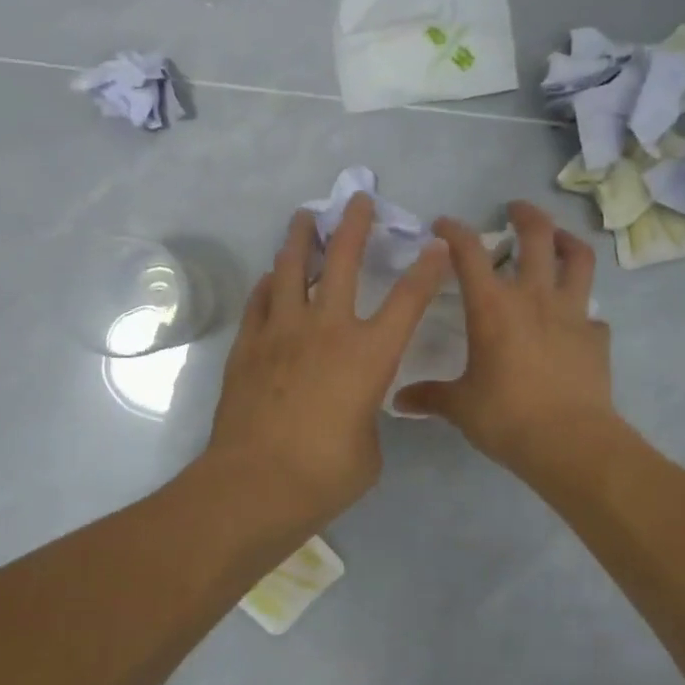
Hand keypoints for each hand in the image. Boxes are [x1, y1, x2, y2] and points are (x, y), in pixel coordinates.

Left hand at [207, 194, 448, 523]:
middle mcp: (327, 330)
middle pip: (343, 261)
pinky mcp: (248, 346)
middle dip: (355, 225)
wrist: (255, 484)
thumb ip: (366, 415)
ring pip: (291, 269)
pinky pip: (259, 301)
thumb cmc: (325, 474)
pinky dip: (268, 284)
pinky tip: (271, 277)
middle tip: (359, 200)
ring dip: (301, 239)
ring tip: (304, 217)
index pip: (408, 300)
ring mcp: (282, 333)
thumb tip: (352, 406)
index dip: (427, 269)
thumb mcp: (369, 448)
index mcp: (369, 355)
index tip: (435, 245)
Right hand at [396, 201, 615, 478]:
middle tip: (516, 209)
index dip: (455, 231)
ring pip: (578, 260)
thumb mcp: (461, 406)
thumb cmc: (506, 417)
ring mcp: (572, 313)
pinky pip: (592, 314)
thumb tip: (399, 401)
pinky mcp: (596, 337)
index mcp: (493, 307)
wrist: (569, 441)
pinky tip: (576, 322)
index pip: (469, 253)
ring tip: (560, 239)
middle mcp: (534, 298)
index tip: (444, 226)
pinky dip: (582, 311)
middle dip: (525, 215)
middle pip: (536, 237)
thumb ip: (430, 397)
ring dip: (568, 242)